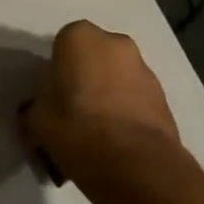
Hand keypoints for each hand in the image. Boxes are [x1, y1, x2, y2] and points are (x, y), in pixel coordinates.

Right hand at [26, 21, 181, 197]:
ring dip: (109, 98)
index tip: (53, 99)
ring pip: (118, 79)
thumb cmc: (76, 128)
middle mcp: (115, 43)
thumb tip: (40, 113)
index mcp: (79, 36)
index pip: (62, 46)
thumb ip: (38, 107)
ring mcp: (145, 70)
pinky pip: (137, 102)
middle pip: (94, 59)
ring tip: (99, 135)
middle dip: (86, 80)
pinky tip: (118, 145)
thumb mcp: (37, 119)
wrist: (136, 167)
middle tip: (75, 113)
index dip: (57, 73)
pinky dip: (128, 116)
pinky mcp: (166, 100)